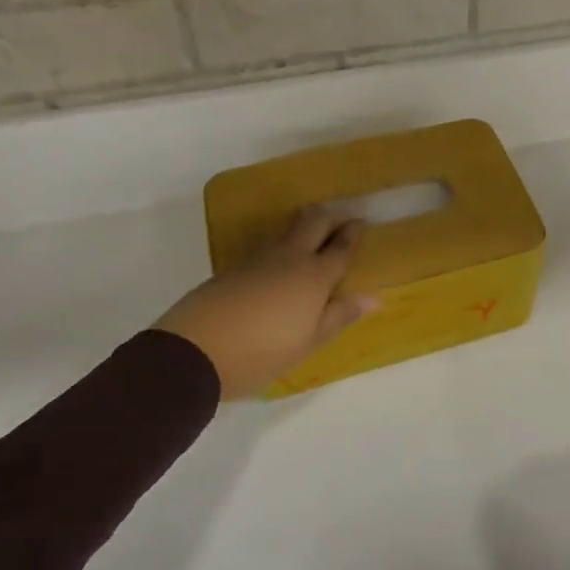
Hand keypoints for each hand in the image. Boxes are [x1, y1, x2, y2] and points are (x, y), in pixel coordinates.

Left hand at [156, 209, 376, 399]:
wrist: (195, 350)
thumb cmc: (262, 351)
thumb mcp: (308, 341)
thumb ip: (340, 316)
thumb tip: (374, 297)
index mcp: (314, 276)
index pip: (340, 247)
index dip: (353, 233)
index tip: (362, 222)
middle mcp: (290, 257)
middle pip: (314, 222)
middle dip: (330, 217)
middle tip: (341, 221)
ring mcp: (259, 257)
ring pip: (288, 225)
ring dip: (304, 221)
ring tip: (312, 228)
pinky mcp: (234, 264)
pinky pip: (267, 239)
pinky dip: (281, 237)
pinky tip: (279, 251)